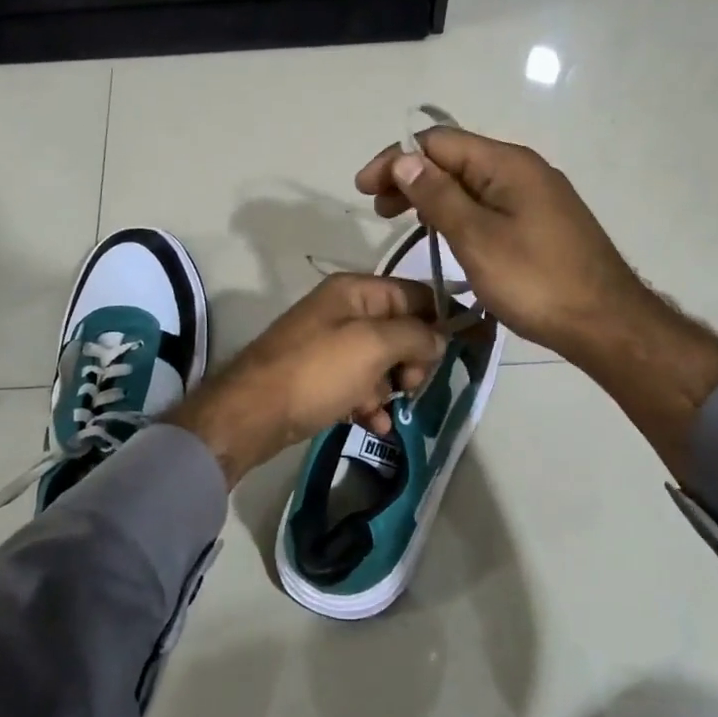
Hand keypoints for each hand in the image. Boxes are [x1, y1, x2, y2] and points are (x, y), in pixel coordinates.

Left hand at [167, 275, 445, 485]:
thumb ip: (415, 335)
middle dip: (413, 359)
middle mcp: (343, 312)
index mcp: (355, 291)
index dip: (441, 318)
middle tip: (411, 385)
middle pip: (400, 329)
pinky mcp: (320, 378)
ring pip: (382, 362)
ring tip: (387, 409)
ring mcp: (330, 346)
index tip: (465, 348)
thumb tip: (440, 337)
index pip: (415, 293)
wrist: (252, 413)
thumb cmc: (317, 371)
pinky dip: (370, 403)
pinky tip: (374, 425)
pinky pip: (359, 386)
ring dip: (392, 387)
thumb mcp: (374, 346)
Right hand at [355, 127, 648, 368]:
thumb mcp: (476, 238)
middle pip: (454, 159)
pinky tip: (445, 234)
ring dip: (432, 196)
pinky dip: (458, 212)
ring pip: (471, 183)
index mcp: (507, 164)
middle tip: (379, 211)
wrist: (605, 323)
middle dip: (411, 178)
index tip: (363, 190)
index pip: (438, 143)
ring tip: (404, 222)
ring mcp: (535, 196)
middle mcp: (522, 169)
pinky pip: (488, 204)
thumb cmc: (535, 281)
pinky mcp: (541, 221)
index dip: (395, 160)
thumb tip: (404, 159)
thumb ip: (438, 196)